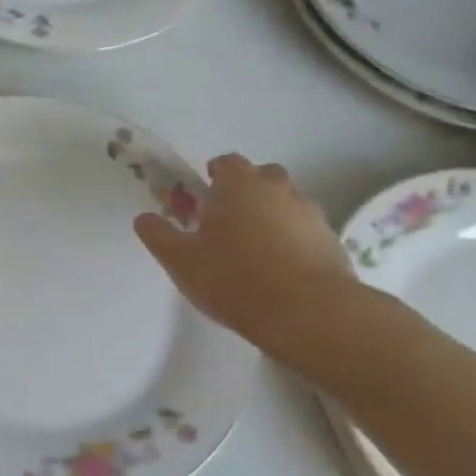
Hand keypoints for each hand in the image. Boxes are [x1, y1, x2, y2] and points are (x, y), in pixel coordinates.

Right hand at [134, 154, 355, 355]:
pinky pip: (305, 230)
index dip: (213, 174)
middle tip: (227, 219)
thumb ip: (158, 235)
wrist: (308, 313)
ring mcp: (310, 214)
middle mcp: (277, 189)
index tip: (202, 196)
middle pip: (262, 175)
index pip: (226, 162)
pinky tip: (280, 267)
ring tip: (254, 246)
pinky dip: (293, 239)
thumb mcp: (179, 260)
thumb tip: (143, 218)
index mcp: (239, 185)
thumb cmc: (234, 277)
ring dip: (271, 213)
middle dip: (245, 189)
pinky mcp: (332, 242)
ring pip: (287, 201)